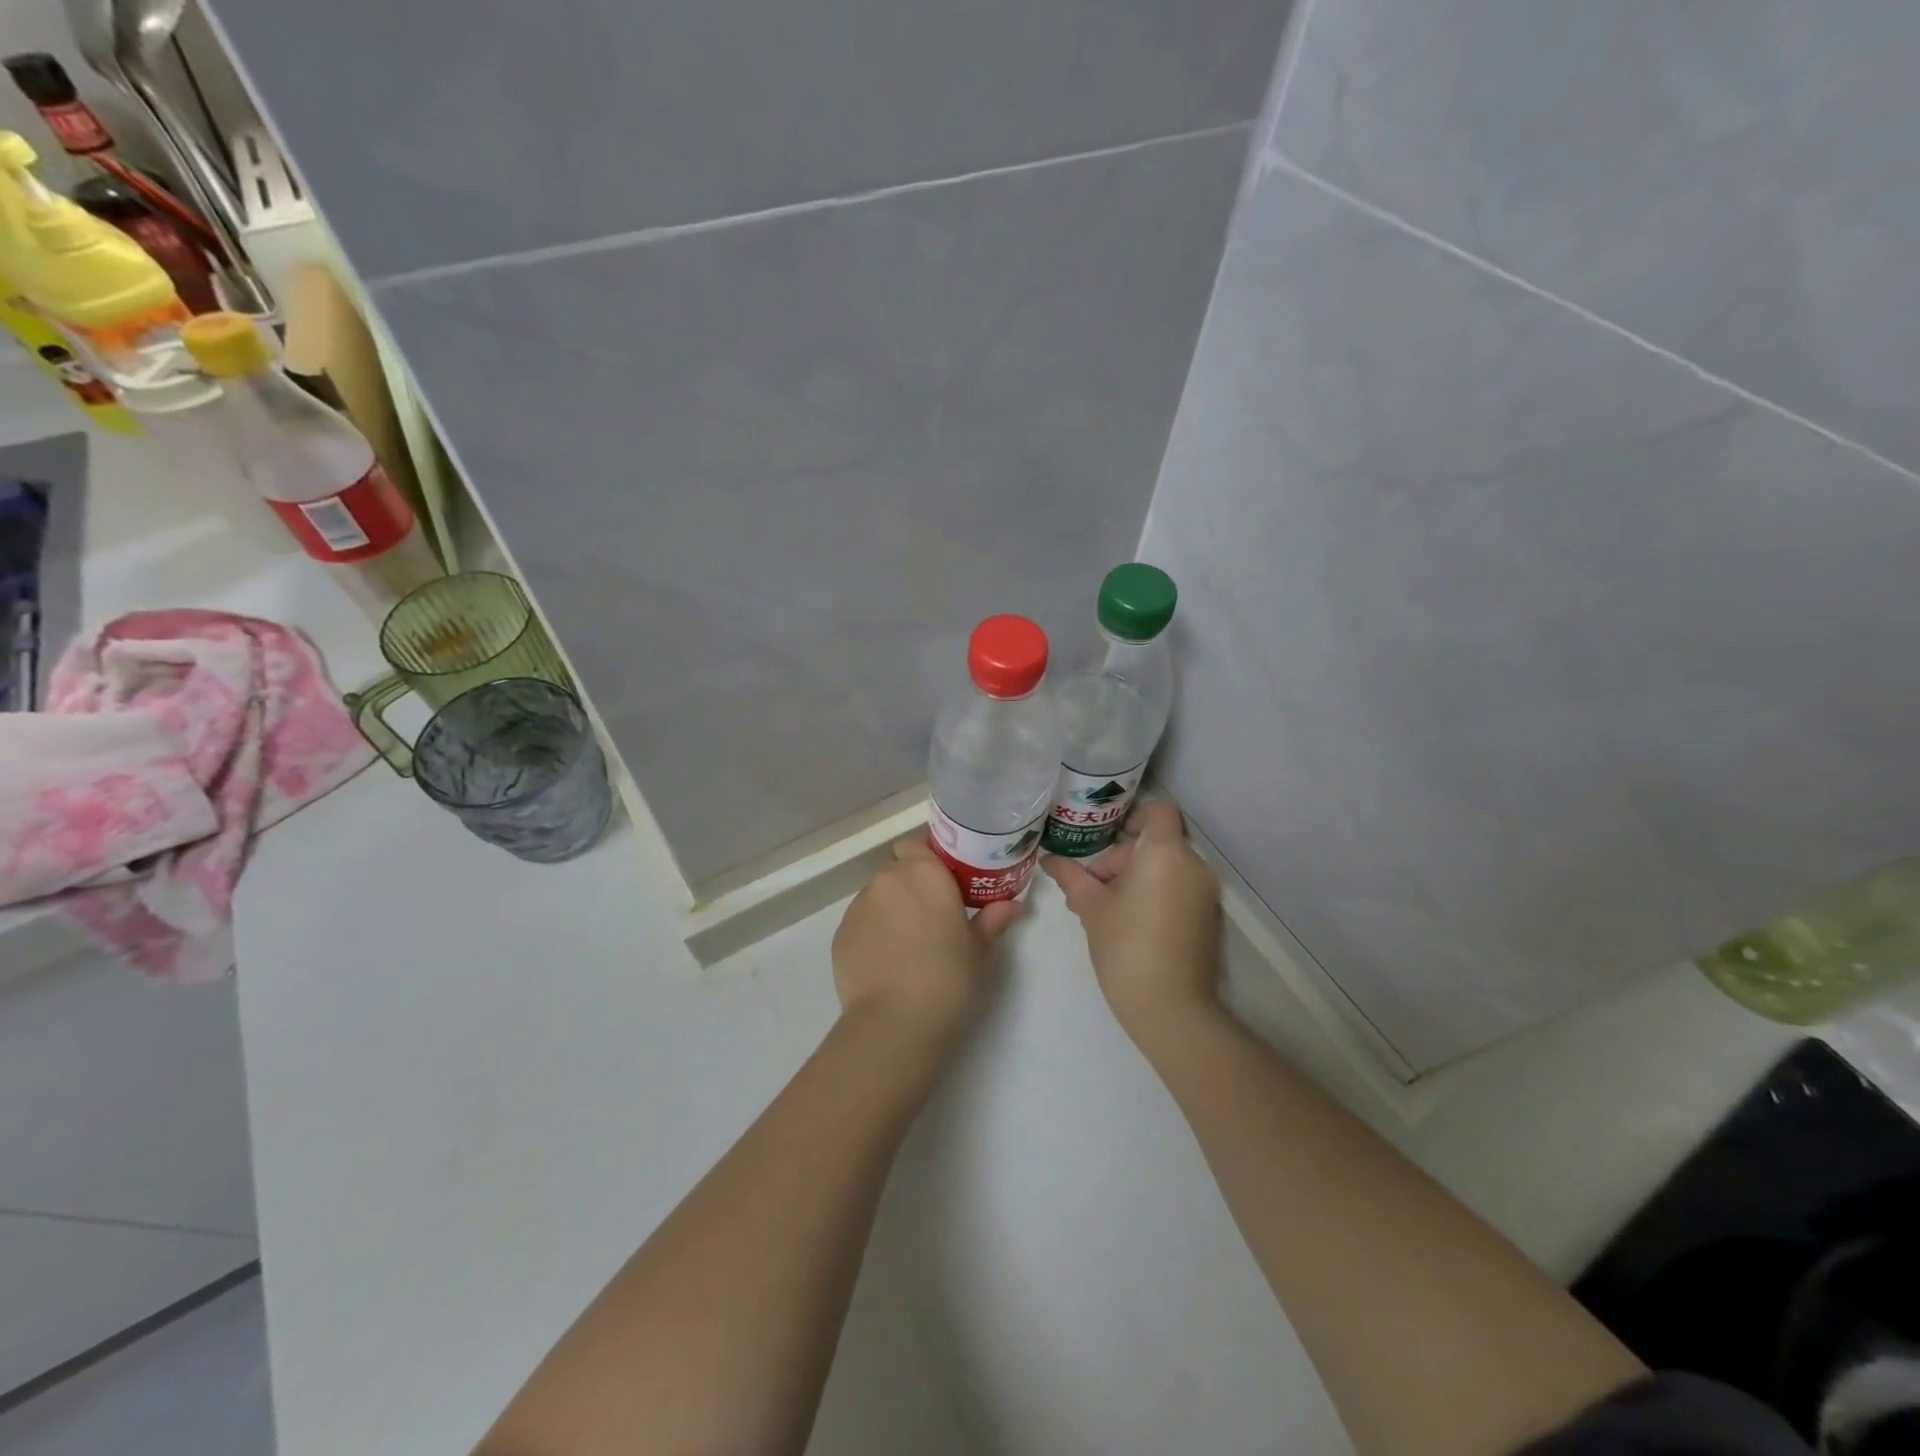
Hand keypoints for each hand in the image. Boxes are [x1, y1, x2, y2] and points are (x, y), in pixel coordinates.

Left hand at [832, 835, 1021, 1049]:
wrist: (895, 1023)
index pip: (917, 844)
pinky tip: (887, 962)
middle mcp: (888, 880)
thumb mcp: (979, 950)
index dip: (928, 859)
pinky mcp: (840, 933)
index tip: (945, 882)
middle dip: (912, 885)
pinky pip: (861, 922)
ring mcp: (858, 906)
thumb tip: (1014, 905)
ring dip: (891, 908)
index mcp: (925, 873)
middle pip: (897, 870)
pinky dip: (873, 932)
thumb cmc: (948, 979)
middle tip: (932, 915)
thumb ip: (993, 919)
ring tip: (908, 944)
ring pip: (877, 896)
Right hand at [1042, 800, 1221, 1043]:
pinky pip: (1179, 890)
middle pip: (1157, 843)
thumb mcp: (1091, 908)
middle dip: (1122, 859)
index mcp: (1166, 853)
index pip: (1157, 812)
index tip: (1105, 840)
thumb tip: (1049, 860)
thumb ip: (1072, 876)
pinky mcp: (1208, 918)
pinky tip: (1127, 924)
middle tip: (1090, 887)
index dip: (1132, 818)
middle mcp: (1193, 865)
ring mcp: (1206, 894)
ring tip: (1103, 908)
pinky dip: (1155, 895)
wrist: (1172, 1009)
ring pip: (1167, 869)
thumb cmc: (1126, 946)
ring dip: (1136, 878)